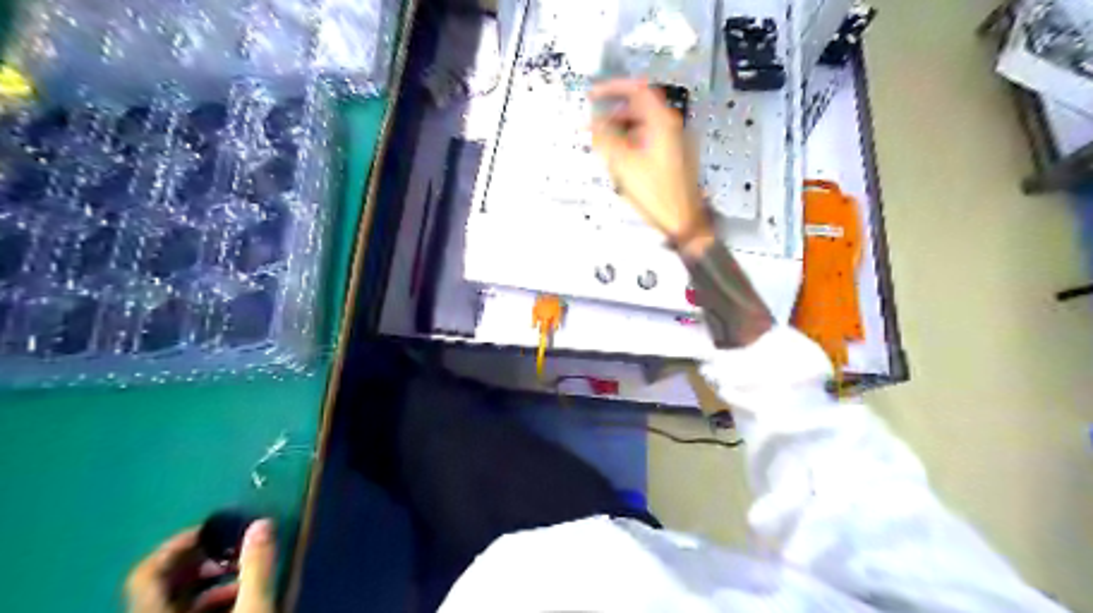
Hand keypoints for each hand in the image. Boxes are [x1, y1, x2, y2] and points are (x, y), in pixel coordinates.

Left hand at [126, 517, 276, 611]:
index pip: (145, 573)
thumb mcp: (253, 606)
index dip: (176, 545)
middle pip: (164, 583)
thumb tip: (262, 522)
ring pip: (176, 599)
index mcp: (153, 612)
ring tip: (246, 576)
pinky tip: (240, 598)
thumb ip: (256, 566)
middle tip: (237, 550)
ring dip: (212, 581)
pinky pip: (183, 612)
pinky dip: (210, 601)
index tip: (211, 529)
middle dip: (204, 560)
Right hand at [594, 76, 714, 258]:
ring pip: (643, 125)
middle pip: (639, 107)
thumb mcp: (623, 164)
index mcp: (662, 122)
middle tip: (595, 125)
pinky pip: (648, 140)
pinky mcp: (673, 156)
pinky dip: (631, 142)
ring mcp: (674, 142)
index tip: (594, 94)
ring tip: (604, 145)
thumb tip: (592, 123)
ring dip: (621, 130)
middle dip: (613, 114)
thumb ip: (605, 139)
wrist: (683, 221)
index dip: (612, 88)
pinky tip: (620, 159)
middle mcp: (671, 127)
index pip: (637, 89)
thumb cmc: (658, 194)